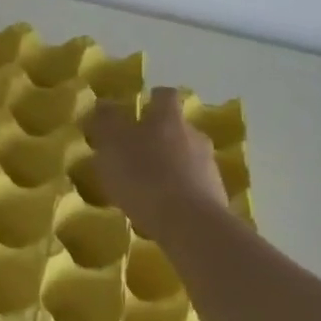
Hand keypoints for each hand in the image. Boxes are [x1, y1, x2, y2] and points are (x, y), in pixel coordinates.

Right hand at [85, 87, 228, 241]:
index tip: (137, 112)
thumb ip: (106, 121)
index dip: (151, 101)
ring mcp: (208, 165)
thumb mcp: (112, 145)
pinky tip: (160, 207)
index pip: (163, 96)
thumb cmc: (144, 177)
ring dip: (169, 164)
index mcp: (168, 118)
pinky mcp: (215, 194)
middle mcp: (193, 135)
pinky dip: (178, 190)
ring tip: (146, 185)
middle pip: (177, 127)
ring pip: (186, 156)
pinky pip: (193, 184)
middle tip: (134, 153)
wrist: (189, 223)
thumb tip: (104, 103)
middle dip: (158, 137)